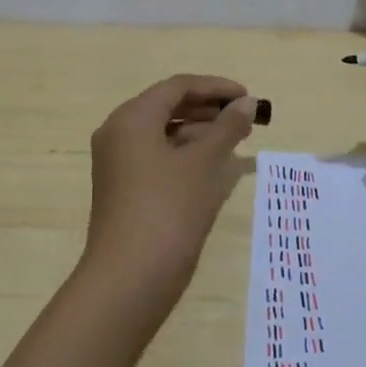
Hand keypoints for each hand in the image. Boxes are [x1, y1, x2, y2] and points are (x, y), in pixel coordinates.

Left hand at [84, 74, 257, 307]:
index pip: (177, 87)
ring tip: (235, 142)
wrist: (128, 280)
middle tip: (245, 119)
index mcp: (131, 118)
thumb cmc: (168, 210)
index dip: (216, 88)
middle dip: (208, 109)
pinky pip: (157, 157)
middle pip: (167, 107)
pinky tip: (212, 168)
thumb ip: (227, 128)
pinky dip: (185, 155)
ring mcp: (117, 164)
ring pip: (163, 133)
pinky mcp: (123, 190)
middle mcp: (118, 133)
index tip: (248, 98)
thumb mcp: (204, 164)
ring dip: (199, 132)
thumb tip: (246, 103)